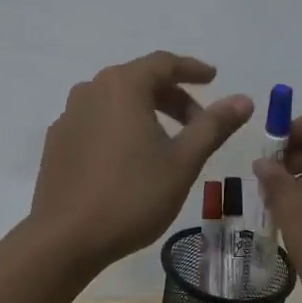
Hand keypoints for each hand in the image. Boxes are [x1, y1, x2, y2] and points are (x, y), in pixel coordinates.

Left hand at [31, 52, 252, 270]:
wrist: (66, 239)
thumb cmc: (132, 195)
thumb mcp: (183, 161)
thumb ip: (213, 125)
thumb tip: (244, 100)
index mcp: (122, 86)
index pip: (163, 63)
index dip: (192, 69)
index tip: (213, 78)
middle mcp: (91, 90)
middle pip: (138, 80)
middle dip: (172, 96)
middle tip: (199, 122)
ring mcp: (69, 116)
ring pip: (116, 101)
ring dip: (146, 111)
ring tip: (168, 142)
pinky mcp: (57, 142)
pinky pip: (96, 121)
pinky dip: (120, 127)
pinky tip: (131, 158)